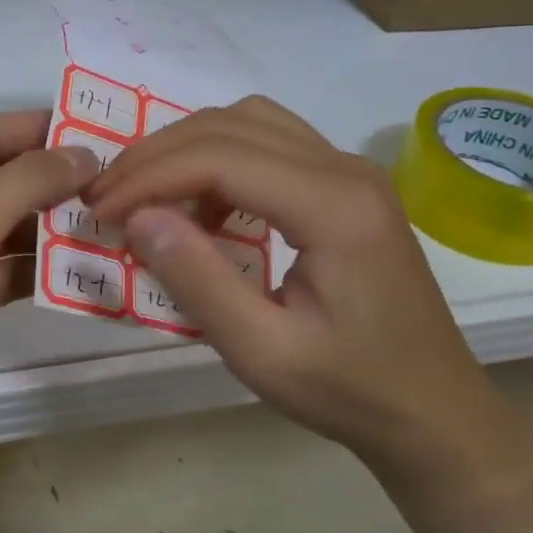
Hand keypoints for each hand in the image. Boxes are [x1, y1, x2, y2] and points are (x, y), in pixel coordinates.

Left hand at [0, 110, 97, 447]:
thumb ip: (31, 177)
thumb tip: (86, 154)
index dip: (41, 128)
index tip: (101, 128)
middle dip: (54, 181)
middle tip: (120, 180)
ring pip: (6, 228)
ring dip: (53, 227)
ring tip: (116, 222)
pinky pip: (5, 270)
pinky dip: (40, 268)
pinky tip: (88, 267)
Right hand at [84, 96, 520, 482]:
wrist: (433, 411)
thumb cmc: (349, 390)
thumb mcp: (261, 351)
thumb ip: (197, 279)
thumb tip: (137, 217)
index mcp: (333, 207)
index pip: (219, 158)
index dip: (148, 177)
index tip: (99, 212)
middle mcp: (346, 169)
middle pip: (230, 125)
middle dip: (156, 155)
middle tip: (106, 198)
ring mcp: (350, 172)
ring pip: (249, 121)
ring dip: (185, 149)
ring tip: (143, 194)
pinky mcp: (346, 186)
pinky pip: (269, 143)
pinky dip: (218, 159)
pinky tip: (201, 207)